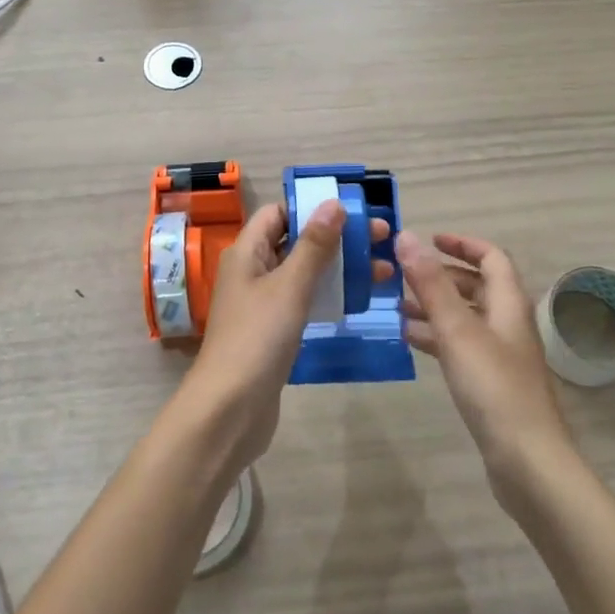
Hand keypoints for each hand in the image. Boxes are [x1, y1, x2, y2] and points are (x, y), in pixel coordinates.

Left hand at [174, 201, 391, 477]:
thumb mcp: (290, 286)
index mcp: (247, 252)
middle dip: (337, 236)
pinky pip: (304, 300)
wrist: (230, 410)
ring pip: (304, 273)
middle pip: (296, 241)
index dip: (312, 207)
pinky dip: (329, 294)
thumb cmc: (258, 338)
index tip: (354, 209)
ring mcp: (262, 303)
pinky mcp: (273, 331)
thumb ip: (314, 245)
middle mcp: (252, 272)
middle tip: (383, 237)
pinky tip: (359, 300)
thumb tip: (334, 203)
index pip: (279, 213)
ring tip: (384, 269)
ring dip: (339, 267)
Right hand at [396, 232, 576, 498]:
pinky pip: (460, 346)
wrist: (526, 459)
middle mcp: (508, 323)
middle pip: (477, 286)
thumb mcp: (457, 329)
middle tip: (402, 275)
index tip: (428, 240)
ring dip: (434, 307)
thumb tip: (407, 237)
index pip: (491, 257)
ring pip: (465, 317)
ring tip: (395, 306)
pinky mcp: (490, 382)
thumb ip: (431, 284)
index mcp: (509, 303)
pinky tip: (408, 340)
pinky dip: (436, 337)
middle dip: (440, 276)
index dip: (462, 244)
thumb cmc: (493, 386)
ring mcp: (500, 354)